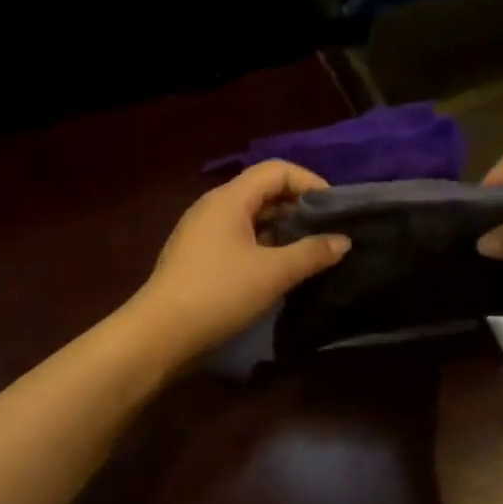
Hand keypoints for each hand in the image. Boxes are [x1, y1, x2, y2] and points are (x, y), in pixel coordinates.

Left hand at [127, 161, 350, 359]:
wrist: (160, 333)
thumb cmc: (219, 293)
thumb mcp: (273, 273)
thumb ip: (312, 253)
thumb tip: (342, 241)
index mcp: (229, 199)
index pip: (276, 170)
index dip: (309, 182)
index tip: (334, 210)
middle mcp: (212, 207)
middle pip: (262, 191)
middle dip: (297, 207)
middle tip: (327, 233)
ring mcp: (201, 232)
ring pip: (250, 218)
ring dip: (280, 229)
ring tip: (308, 253)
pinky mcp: (197, 256)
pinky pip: (237, 238)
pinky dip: (262, 246)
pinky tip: (277, 270)